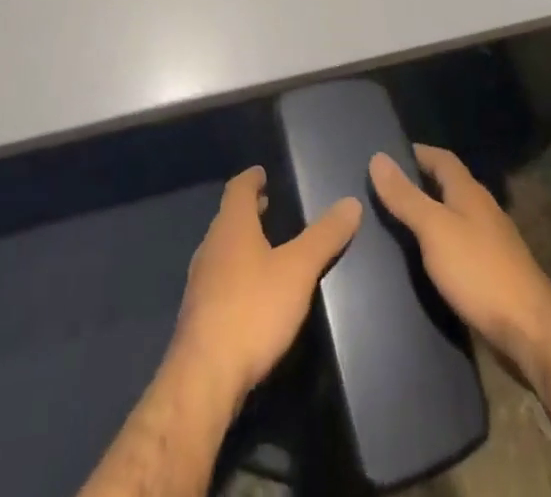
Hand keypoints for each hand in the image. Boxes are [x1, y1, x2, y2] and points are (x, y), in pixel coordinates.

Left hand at [168, 166, 361, 410]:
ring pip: (222, 248)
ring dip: (241, 241)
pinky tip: (251, 291)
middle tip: (269, 205)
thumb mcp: (298, 270)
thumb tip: (351, 202)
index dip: (251, 178)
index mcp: (231, 226)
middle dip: (248, 210)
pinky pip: (219, 278)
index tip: (262, 173)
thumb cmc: (253, 309)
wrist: (204, 377)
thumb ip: (324, 237)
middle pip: (228, 217)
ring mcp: (201, 281)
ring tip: (264, 245)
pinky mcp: (199, 314)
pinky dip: (236, 271)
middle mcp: (211, 246)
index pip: (238, 188)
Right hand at [369, 144, 550, 378]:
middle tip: (384, 191)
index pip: (442, 158)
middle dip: (419, 184)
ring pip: (454, 217)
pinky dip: (439, 245)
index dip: (417, 153)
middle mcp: (482, 210)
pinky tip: (423, 261)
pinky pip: (459, 247)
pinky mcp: (492, 273)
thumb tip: (377, 157)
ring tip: (396, 225)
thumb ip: (406, 196)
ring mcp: (490, 243)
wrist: (530, 331)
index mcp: (469, 192)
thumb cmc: (479, 271)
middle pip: (448, 186)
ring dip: (429, 216)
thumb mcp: (434, 229)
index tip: (388, 155)